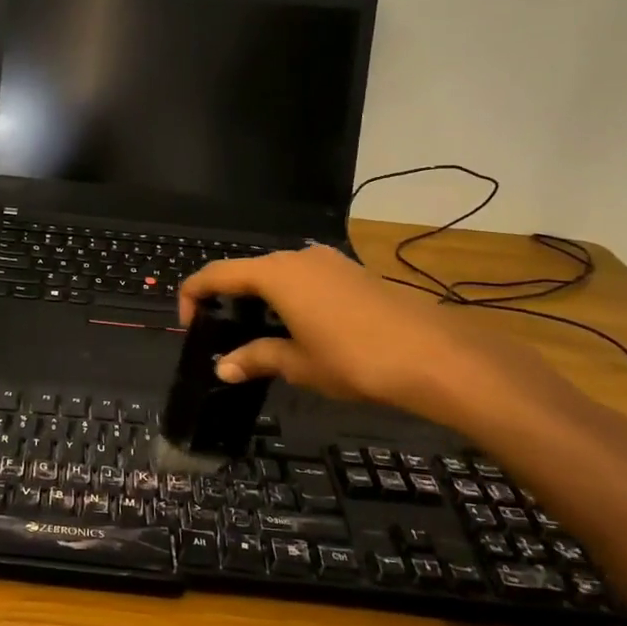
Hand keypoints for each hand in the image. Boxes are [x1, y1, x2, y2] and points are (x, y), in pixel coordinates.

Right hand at [178, 247, 542, 426]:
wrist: (436, 355)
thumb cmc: (354, 359)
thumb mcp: (298, 363)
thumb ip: (256, 358)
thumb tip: (223, 368)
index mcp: (274, 274)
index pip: (215, 274)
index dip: (192, 296)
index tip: (190, 327)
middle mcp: (297, 257)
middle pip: (246, 270)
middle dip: (228, 300)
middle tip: (225, 336)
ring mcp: (329, 261)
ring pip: (278, 274)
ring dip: (261, 299)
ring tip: (262, 336)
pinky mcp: (352, 272)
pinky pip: (306, 279)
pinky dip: (290, 298)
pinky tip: (302, 330)